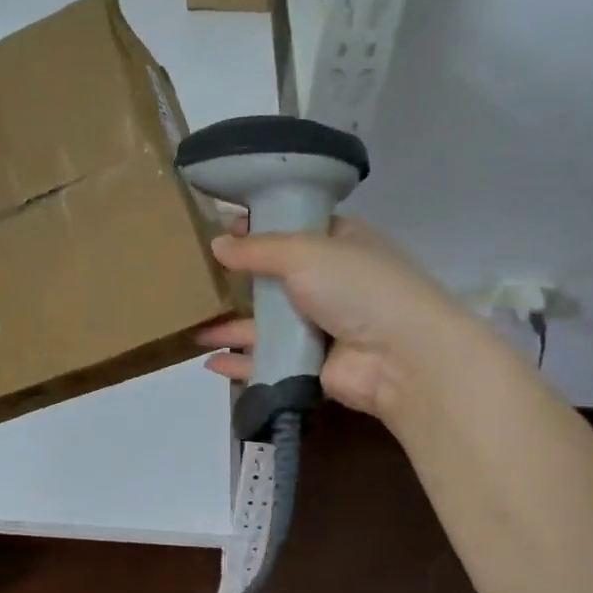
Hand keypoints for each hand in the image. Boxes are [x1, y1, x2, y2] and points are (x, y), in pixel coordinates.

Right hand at [196, 215, 462, 423]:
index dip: (258, 227)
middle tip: (195, 278)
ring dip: (232, 326)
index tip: (218, 228)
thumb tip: (217, 244)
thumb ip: (257, 249)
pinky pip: (269, 360)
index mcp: (340, 243)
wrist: (400, 356)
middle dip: (238, 280)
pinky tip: (210, 362)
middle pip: (275, 279)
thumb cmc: (356, 286)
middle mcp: (331, 282)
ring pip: (268, 323)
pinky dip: (241, 362)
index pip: (294, 228)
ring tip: (192, 327)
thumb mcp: (304, 251)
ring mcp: (322, 326)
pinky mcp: (313, 365)